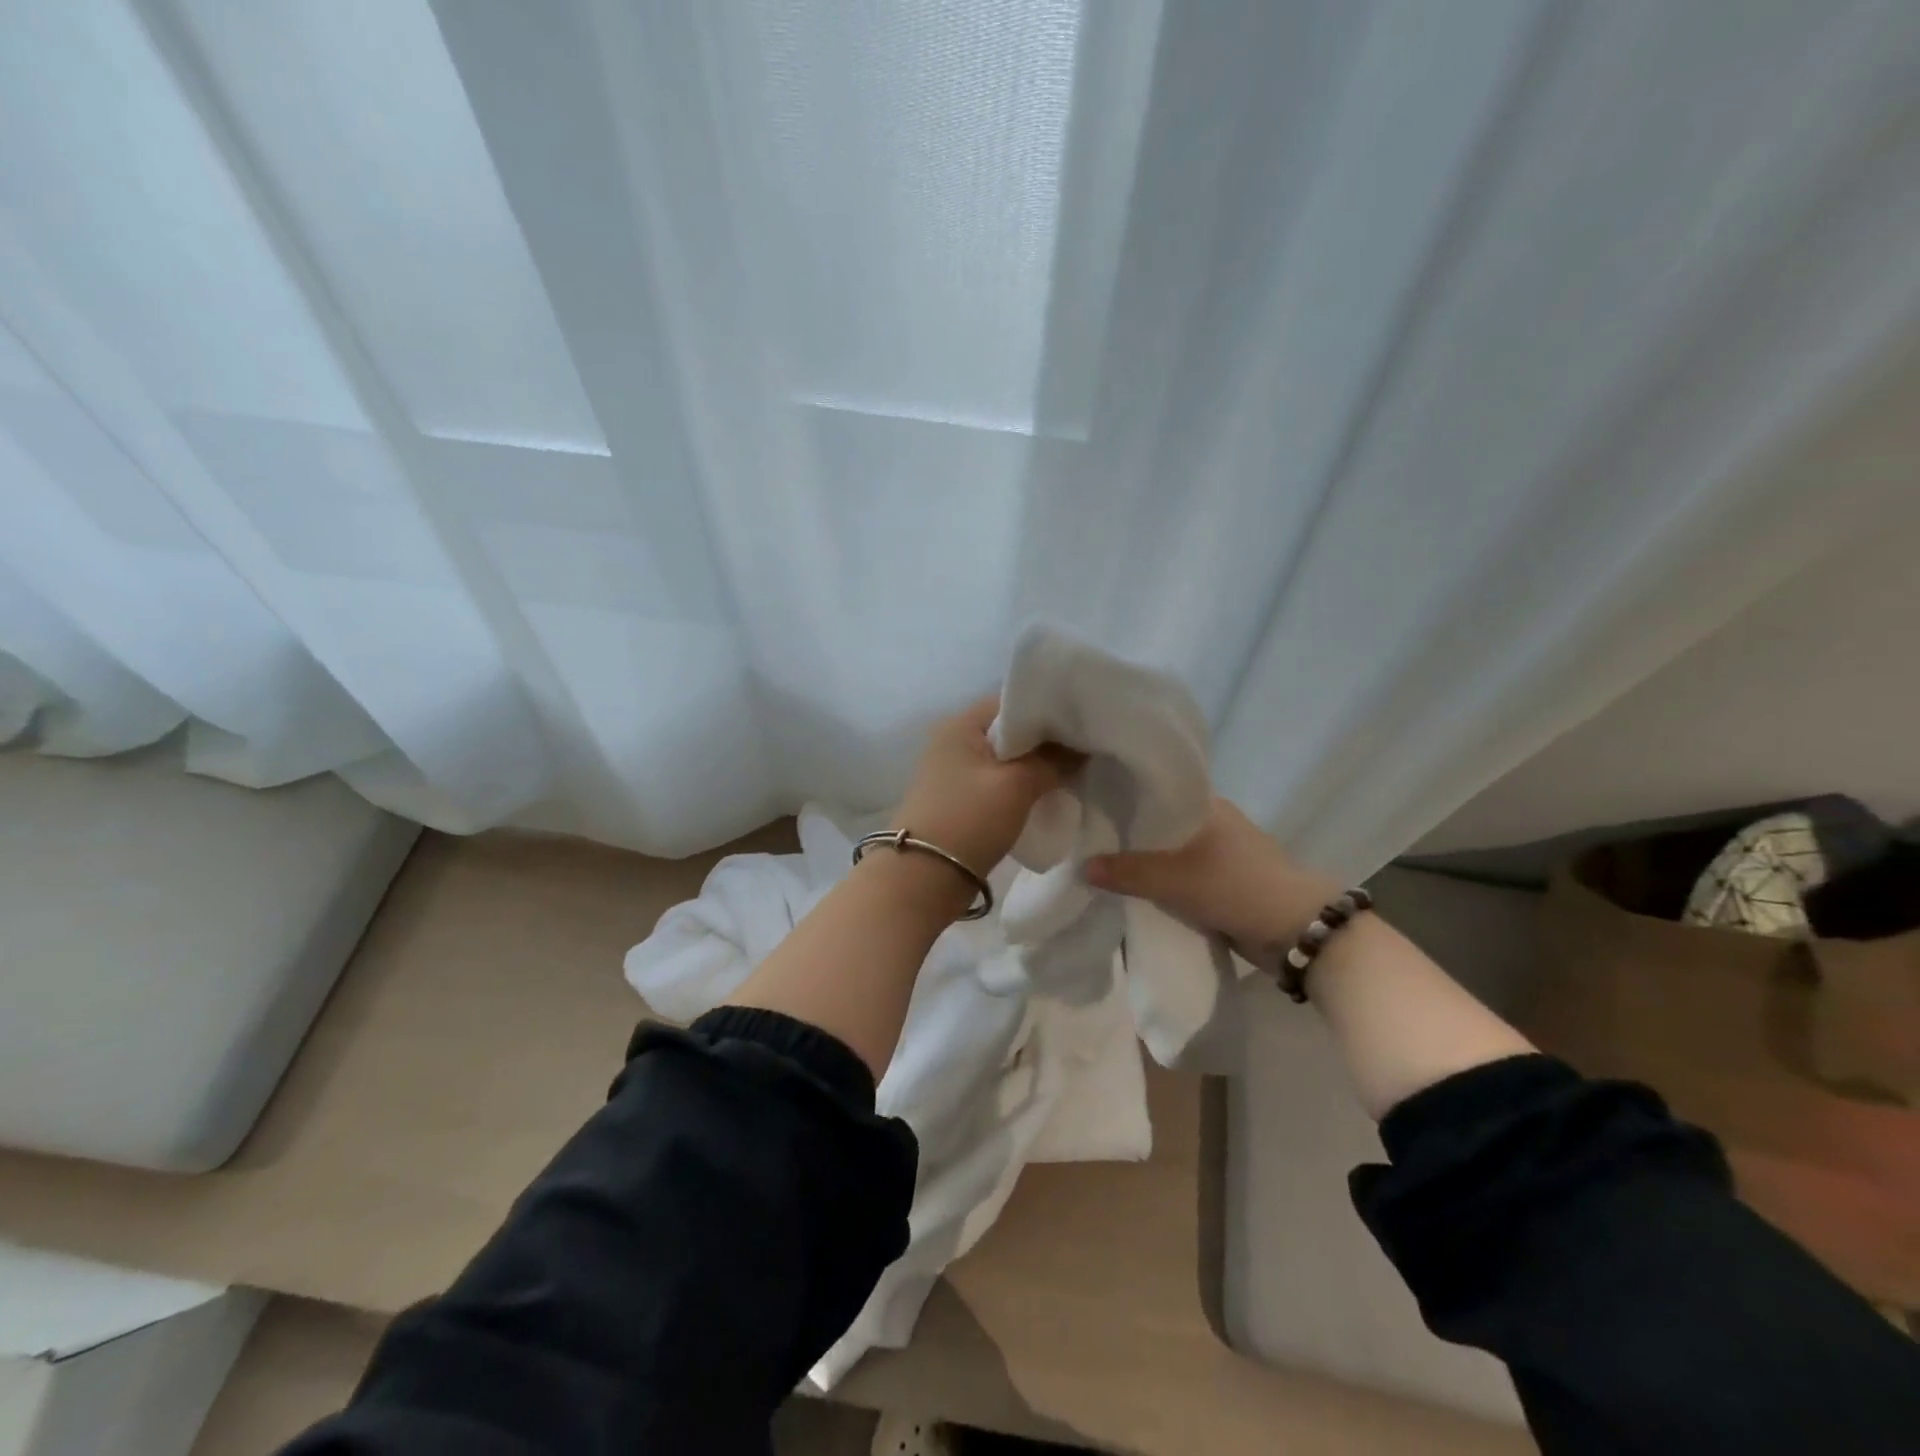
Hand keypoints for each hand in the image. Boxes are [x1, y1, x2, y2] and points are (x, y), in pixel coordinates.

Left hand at [896, 697, 1079, 875]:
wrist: (925, 877)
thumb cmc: (969, 819)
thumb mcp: (1017, 784)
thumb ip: (1054, 760)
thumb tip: (1082, 748)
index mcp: (961, 724)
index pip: (1014, 701)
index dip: (1051, 711)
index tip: (1084, 724)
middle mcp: (954, 740)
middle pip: (1012, 731)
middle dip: (1047, 742)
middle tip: (1085, 749)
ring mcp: (954, 772)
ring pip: (1007, 759)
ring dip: (1036, 766)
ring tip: (1073, 772)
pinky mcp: (960, 800)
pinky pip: (999, 783)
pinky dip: (1022, 786)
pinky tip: (1048, 794)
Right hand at [1084, 797, 1340, 949]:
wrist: (1300, 932)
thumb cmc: (1239, 887)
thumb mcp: (1177, 879)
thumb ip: (1129, 872)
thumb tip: (1081, 867)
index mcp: (1206, 804)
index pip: (1154, 788)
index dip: (1121, 793)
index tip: (1086, 800)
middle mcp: (1211, 822)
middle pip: (1157, 822)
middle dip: (1125, 832)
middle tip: (1082, 836)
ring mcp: (1218, 854)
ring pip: (1166, 852)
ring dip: (1141, 860)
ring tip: (1097, 862)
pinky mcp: (1220, 882)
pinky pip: (1177, 876)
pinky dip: (1157, 881)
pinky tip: (1129, 888)